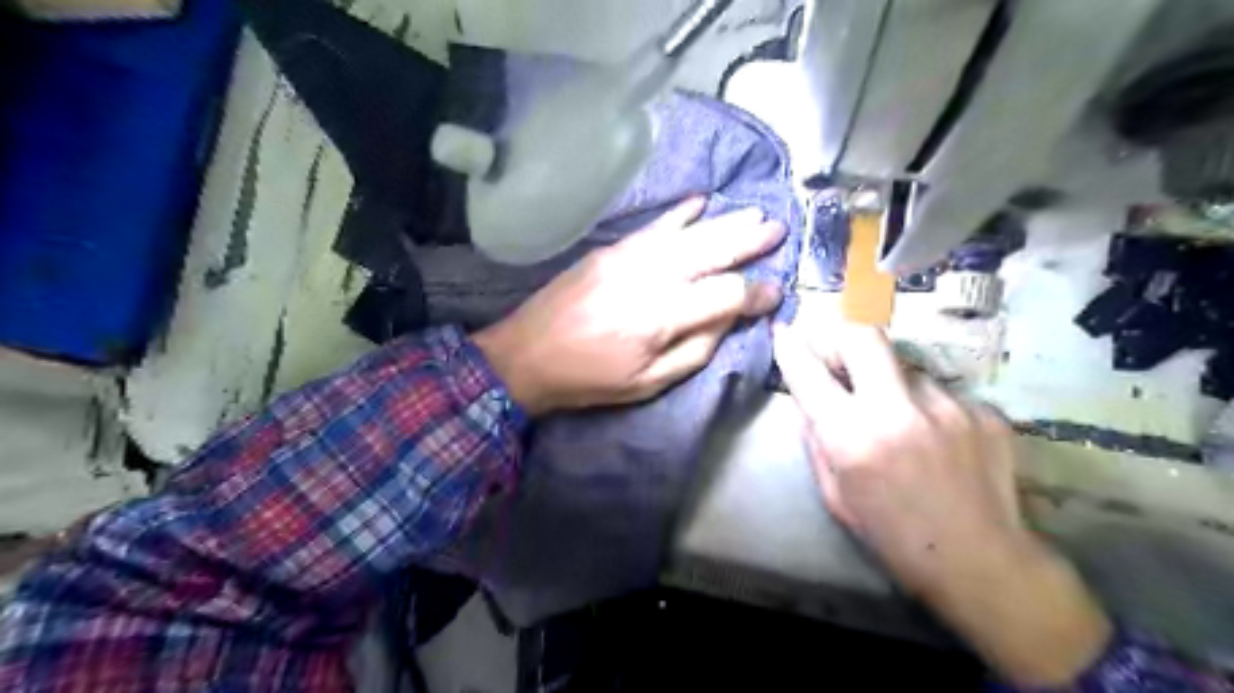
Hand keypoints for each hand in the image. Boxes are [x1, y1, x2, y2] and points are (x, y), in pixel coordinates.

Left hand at [475, 202, 785, 415]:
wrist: (527, 354)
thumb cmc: (590, 378)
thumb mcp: (648, 382)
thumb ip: (696, 350)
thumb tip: (728, 319)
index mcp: (663, 315)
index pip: (727, 294)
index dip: (757, 292)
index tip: (777, 291)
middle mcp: (652, 276)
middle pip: (712, 251)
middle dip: (749, 240)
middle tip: (778, 228)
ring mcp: (629, 257)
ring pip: (689, 233)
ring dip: (725, 222)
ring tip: (754, 213)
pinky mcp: (611, 250)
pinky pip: (654, 225)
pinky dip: (681, 213)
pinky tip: (700, 201)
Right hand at [775, 323, 1114, 687]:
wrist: (980, 561)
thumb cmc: (892, 535)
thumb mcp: (835, 495)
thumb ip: (816, 440)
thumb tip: (807, 400)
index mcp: (853, 437)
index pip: (809, 374)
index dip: (790, 347)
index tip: (783, 330)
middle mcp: (899, 410)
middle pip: (864, 335)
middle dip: (842, 334)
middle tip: (839, 354)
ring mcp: (948, 406)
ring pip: (905, 366)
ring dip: (890, 382)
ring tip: (900, 419)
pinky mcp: (984, 411)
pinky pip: (940, 392)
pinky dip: (926, 407)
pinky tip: (936, 440)